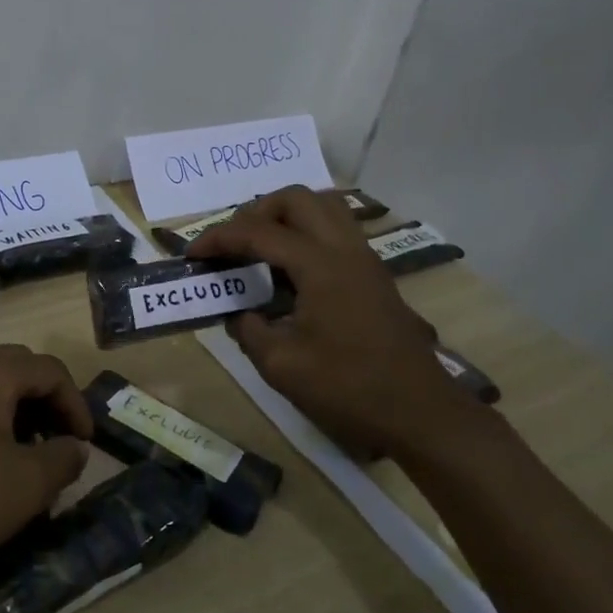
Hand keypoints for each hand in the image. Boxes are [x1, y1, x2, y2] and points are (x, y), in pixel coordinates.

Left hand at [0, 345, 90, 580]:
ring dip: (11, 411)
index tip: (84, 445)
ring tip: (20, 455)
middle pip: (15, 368)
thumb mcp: (25, 486)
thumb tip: (75, 446)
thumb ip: (63, 459)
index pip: (49, 369)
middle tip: (56, 443)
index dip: (76, 404)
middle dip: (45, 403)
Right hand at [188, 186, 475, 461]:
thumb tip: (239, 313)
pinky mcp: (373, 273)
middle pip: (295, 199)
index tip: (192, 255)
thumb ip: (250, 330)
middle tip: (231, 243)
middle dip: (255, 211)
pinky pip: (337, 228)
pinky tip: (290, 267)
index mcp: (319, 266)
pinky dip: (306, 231)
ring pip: (323, 206)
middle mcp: (344, 249)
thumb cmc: (348, 389)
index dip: (219, 239)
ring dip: (285, 215)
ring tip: (260, 245)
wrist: (420, 413)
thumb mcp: (282, 366)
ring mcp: (364, 258)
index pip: (259, 233)